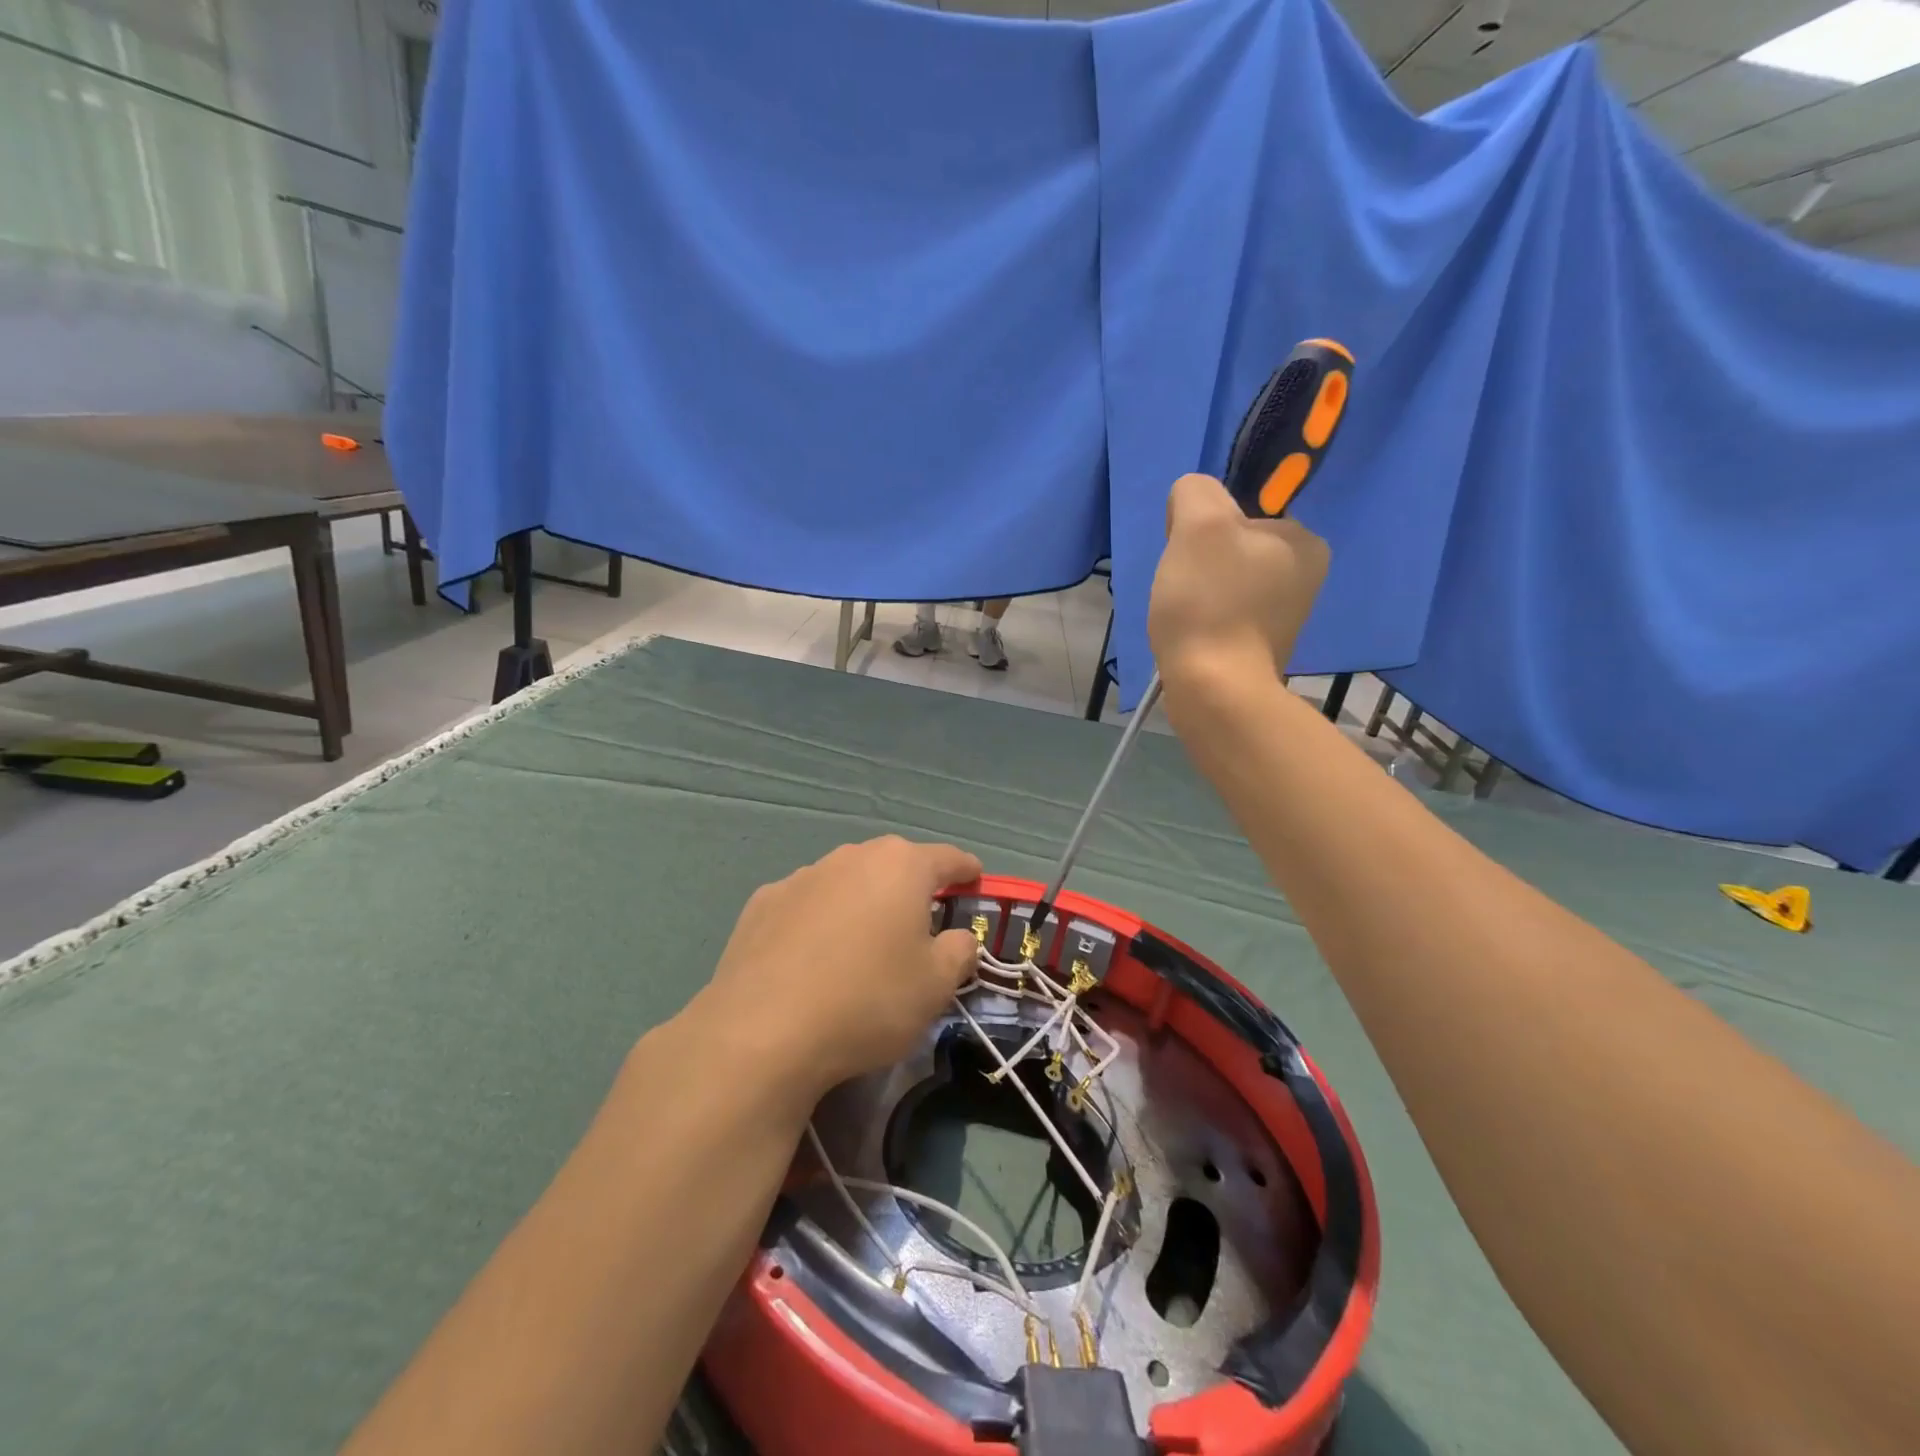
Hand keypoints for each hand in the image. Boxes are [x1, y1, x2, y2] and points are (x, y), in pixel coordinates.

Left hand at [693, 837, 984, 1101]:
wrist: (763, 1031)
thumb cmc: (868, 1001)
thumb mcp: (935, 986)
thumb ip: (959, 952)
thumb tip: (960, 938)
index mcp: (902, 867)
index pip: (948, 858)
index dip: (966, 870)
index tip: (974, 881)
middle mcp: (852, 857)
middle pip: (894, 863)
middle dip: (911, 885)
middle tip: (920, 921)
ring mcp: (802, 876)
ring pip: (847, 880)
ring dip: (862, 900)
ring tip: (863, 943)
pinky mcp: (763, 902)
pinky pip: (807, 903)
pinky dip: (819, 918)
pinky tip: (812, 956)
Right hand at [1149, 473, 1329, 683]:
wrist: (1214, 690)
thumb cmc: (1210, 603)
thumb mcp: (1199, 524)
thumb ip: (1195, 492)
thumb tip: (1190, 503)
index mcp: (1305, 541)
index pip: (1242, 512)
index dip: (1204, 528)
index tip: (1190, 558)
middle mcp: (1305, 577)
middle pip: (1231, 549)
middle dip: (1200, 564)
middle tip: (1183, 588)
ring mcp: (1285, 617)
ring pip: (1225, 584)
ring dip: (1197, 594)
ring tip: (1184, 617)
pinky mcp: (1261, 649)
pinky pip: (1224, 616)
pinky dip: (1203, 622)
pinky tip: (1191, 636)